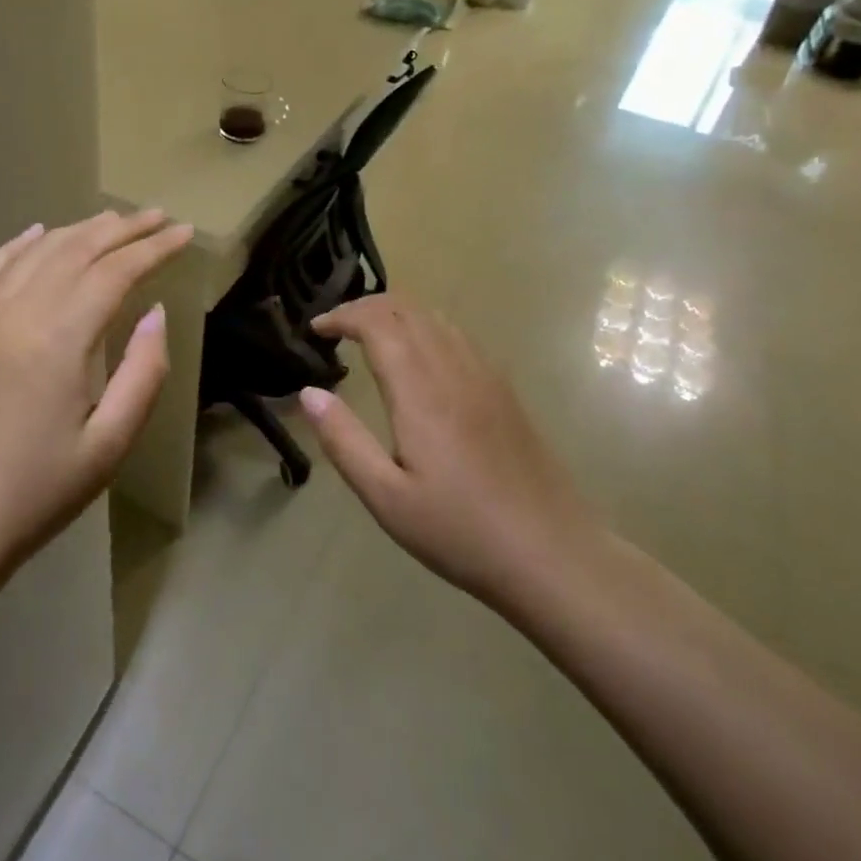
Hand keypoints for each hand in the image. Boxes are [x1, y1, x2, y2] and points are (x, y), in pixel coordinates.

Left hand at [0, 209, 193, 588]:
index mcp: (59, 338)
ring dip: (79, 230)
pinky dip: (18, 244)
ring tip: (113, 220)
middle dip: (124, 229)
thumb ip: (143, 372)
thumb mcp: (111, 443)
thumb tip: (154, 313)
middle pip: (77, 250)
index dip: (155, 248)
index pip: (116, 272)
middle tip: (160, 217)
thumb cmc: (38, 493)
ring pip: (36, 252)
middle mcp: (18, 312)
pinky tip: (36, 233)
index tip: (186, 234)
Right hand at [299, 294, 597, 616]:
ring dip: (397, 314)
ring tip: (370, 336)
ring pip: (436, 317)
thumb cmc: (460, 531)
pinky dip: (426, 328)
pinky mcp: (505, 390)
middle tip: (336, 328)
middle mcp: (454, 369)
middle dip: (366, 306)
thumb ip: (344, 440)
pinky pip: (459, 336)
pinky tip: (419, 359)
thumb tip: (308, 393)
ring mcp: (486, 376)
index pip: (377, 323)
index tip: (316, 329)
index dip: (342, 315)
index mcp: (421, 391)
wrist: (552, 553)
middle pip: (407, 309)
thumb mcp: (386, 497)